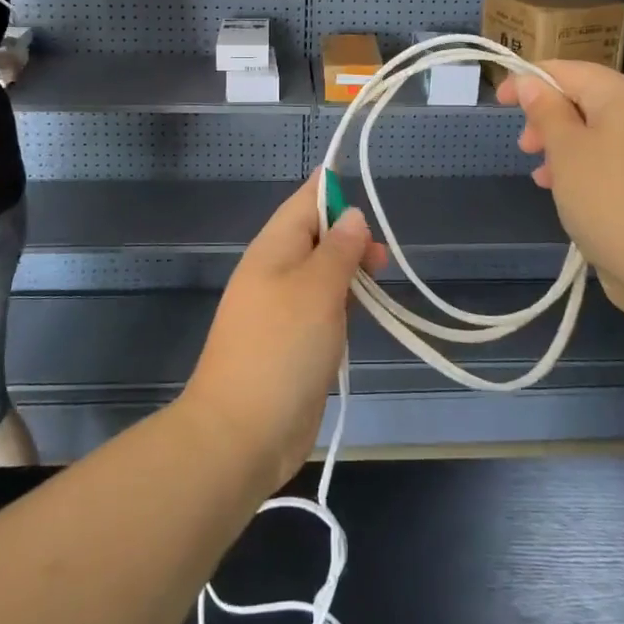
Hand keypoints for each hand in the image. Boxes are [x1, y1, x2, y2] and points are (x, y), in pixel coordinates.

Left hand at [181, 174, 387, 488]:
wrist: (242, 433)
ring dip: (348, 273)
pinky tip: (358, 316)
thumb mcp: (318, 289)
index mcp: (273, 249)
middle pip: (315, 237)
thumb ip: (338, 249)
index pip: (304, 201)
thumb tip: (350, 215)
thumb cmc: (281, 348)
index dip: (331, 190)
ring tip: (377, 282)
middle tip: (381, 260)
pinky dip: (341, 305)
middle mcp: (274, 272)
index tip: (365, 194)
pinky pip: (319, 308)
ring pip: (320, 274)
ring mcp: (279, 310)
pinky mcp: (290, 343)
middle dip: (349, 238)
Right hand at [495, 62, 623, 318]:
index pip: (568, 71)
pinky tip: (567, 191)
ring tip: (542, 176)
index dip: (529, 81)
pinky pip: (612, 157)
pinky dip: (584, 165)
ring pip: (596, 131)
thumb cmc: (607, 198)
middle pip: (584, 99)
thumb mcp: (565, 150)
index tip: (498, 101)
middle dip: (547, 118)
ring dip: (562, 146)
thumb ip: (545, 111)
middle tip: (525, 147)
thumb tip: (531, 82)